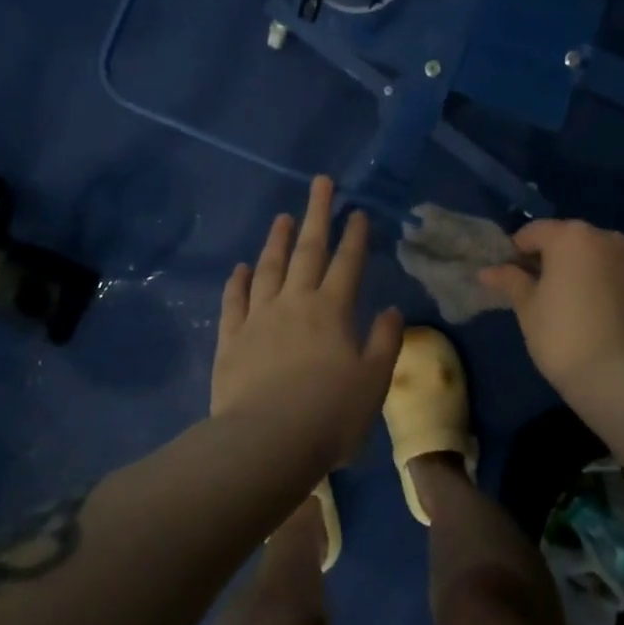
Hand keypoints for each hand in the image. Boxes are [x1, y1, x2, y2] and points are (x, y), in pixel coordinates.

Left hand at [212, 176, 404, 467]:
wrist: (266, 442)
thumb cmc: (330, 414)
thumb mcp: (373, 381)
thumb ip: (385, 341)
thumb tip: (392, 310)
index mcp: (332, 311)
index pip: (347, 264)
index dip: (355, 236)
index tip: (357, 211)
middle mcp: (294, 303)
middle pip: (307, 251)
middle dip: (316, 215)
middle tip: (320, 183)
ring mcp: (259, 318)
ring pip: (268, 268)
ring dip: (276, 240)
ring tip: (282, 217)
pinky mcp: (231, 339)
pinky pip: (235, 301)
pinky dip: (239, 281)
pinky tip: (241, 268)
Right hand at [480, 219, 623, 394]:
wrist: (623, 378)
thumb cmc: (563, 338)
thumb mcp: (528, 309)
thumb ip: (511, 282)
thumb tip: (489, 271)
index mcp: (570, 236)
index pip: (535, 233)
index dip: (518, 251)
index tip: (510, 275)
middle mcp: (607, 236)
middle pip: (572, 239)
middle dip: (556, 257)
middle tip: (543, 288)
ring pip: (605, 252)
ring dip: (590, 265)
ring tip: (580, 296)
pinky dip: (619, 276)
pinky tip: (611, 298)